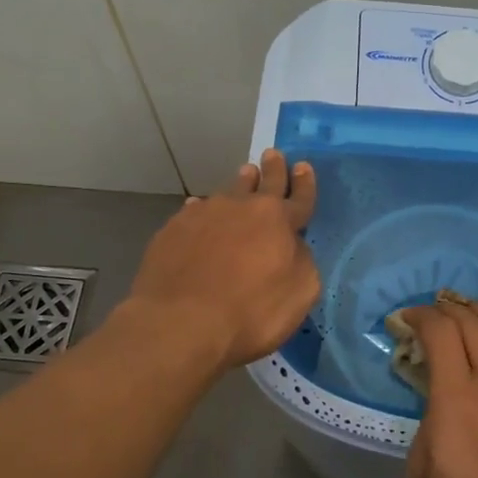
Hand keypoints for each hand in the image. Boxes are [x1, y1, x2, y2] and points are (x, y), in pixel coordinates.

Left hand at [125, 149, 320, 370]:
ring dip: (240, 184)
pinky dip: (204, 210)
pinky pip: (195, 211)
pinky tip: (200, 210)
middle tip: (273, 154)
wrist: (180, 322)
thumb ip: (303, 262)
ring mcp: (205, 215)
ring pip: (228, 192)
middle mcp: (242, 208)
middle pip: (263, 183)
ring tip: (245, 174)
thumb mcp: (300, 293)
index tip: (304, 166)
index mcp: (278, 220)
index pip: (299, 197)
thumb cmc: (250, 312)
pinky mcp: (173, 229)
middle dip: (273, 169)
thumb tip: (293, 246)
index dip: (304, 184)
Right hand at [403, 299, 477, 477]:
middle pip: (472, 323)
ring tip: (475, 314)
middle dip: (447, 310)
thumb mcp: (421, 475)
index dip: (421, 316)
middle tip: (436, 316)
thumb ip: (426, 424)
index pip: (440, 333)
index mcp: (457, 400)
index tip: (409, 319)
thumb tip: (437, 398)